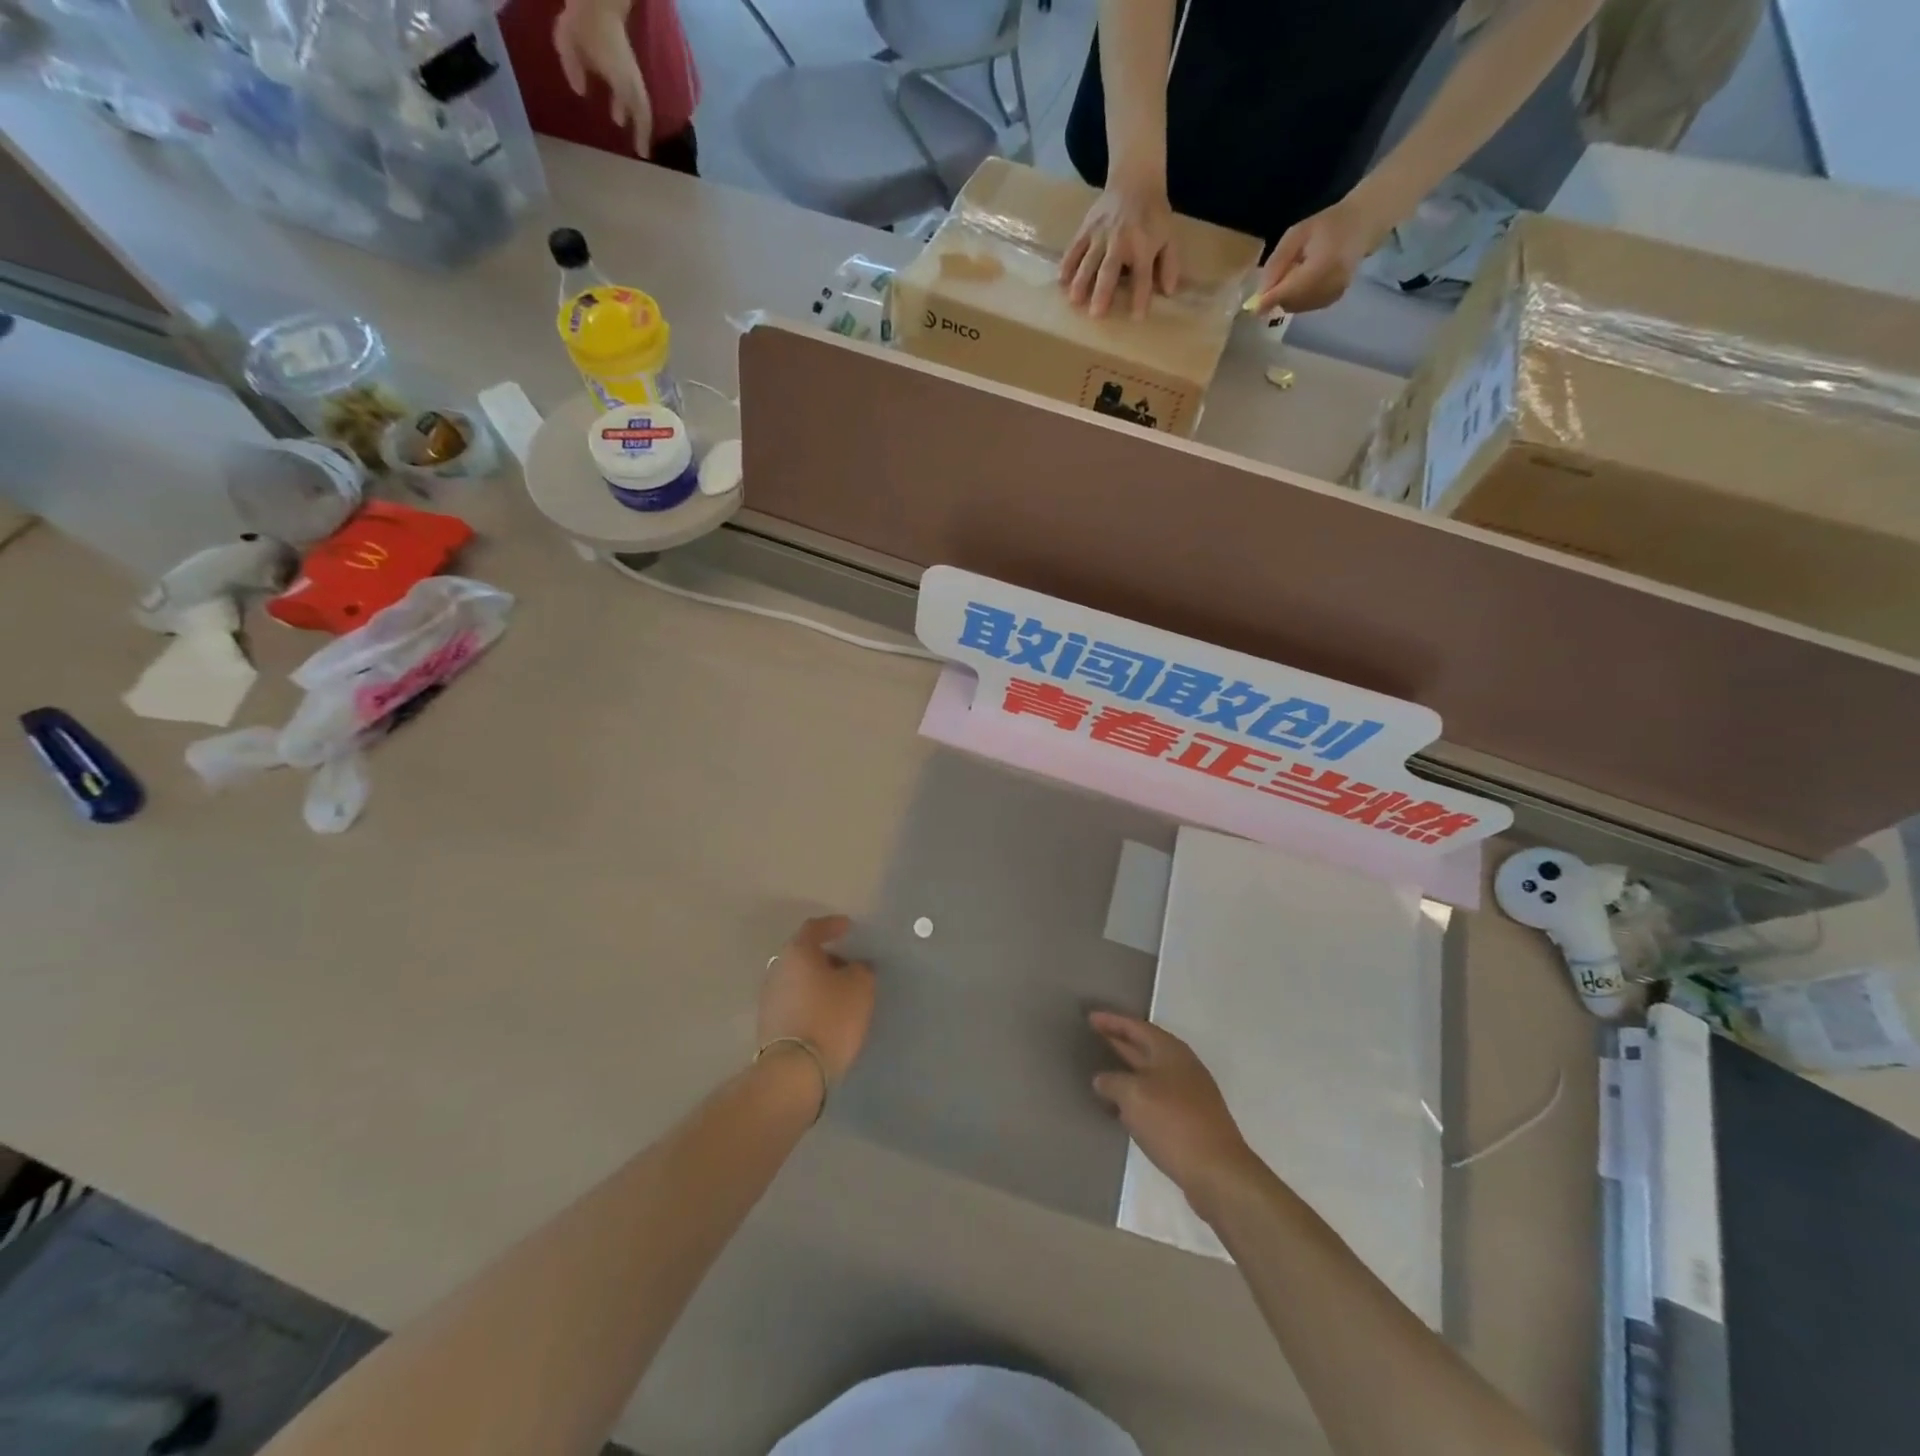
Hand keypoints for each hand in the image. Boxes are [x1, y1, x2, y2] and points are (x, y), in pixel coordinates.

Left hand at [553, 0, 652, 157]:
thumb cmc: (583, 20)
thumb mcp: (568, 42)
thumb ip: (573, 67)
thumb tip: (581, 92)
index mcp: (622, 81)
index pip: (638, 114)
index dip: (641, 135)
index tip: (642, 154)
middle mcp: (631, 80)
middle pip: (643, 111)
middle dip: (642, 130)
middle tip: (640, 148)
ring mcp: (631, 70)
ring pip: (640, 100)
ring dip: (635, 116)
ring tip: (624, 124)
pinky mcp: (626, 62)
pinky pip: (633, 89)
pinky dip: (630, 102)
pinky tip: (618, 105)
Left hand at [759, 916, 874, 1089]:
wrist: (794, 1070)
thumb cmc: (831, 1017)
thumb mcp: (860, 987)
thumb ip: (861, 969)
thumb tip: (854, 967)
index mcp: (798, 952)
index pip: (814, 928)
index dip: (833, 925)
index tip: (848, 928)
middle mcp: (778, 968)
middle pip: (804, 954)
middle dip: (826, 957)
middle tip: (849, 965)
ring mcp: (769, 998)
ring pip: (798, 979)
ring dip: (817, 982)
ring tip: (840, 993)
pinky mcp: (768, 1024)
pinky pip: (793, 1002)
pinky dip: (810, 1002)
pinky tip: (826, 1014)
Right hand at [1060, 174, 1181, 319]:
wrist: (1135, 180)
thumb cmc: (1153, 215)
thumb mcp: (1169, 237)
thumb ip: (1169, 264)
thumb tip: (1169, 291)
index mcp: (1143, 246)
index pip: (1142, 275)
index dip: (1140, 296)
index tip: (1137, 317)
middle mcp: (1120, 241)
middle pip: (1110, 269)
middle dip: (1103, 291)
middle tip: (1096, 313)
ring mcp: (1100, 234)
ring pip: (1089, 260)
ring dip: (1081, 281)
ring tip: (1074, 301)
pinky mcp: (1086, 228)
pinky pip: (1075, 247)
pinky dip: (1067, 263)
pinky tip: (1061, 280)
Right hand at [1090, 1011, 1261, 1215]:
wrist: (1218, 1172)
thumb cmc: (1173, 1123)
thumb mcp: (1133, 1096)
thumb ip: (1112, 1082)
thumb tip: (1102, 1080)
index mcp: (1170, 1051)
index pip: (1136, 1027)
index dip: (1112, 1021)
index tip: (1090, 1017)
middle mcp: (1182, 1066)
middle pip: (1145, 1046)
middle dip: (1119, 1041)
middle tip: (1093, 1036)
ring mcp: (1189, 1093)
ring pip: (1150, 1073)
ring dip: (1127, 1070)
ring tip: (1102, 1070)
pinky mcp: (1190, 1119)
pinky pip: (1156, 1096)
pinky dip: (1137, 1095)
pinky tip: (1123, 1107)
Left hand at [1244, 197, 1388, 315]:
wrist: (1361, 225)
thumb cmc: (1326, 225)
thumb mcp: (1296, 235)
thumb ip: (1277, 263)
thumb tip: (1259, 293)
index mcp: (1323, 264)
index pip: (1290, 290)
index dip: (1269, 300)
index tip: (1252, 308)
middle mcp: (1330, 284)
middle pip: (1291, 303)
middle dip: (1277, 297)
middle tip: (1276, 279)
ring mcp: (1333, 295)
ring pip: (1296, 308)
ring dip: (1286, 298)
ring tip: (1295, 274)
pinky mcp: (1334, 300)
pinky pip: (1305, 307)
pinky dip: (1297, 299)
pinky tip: (1303, 282)